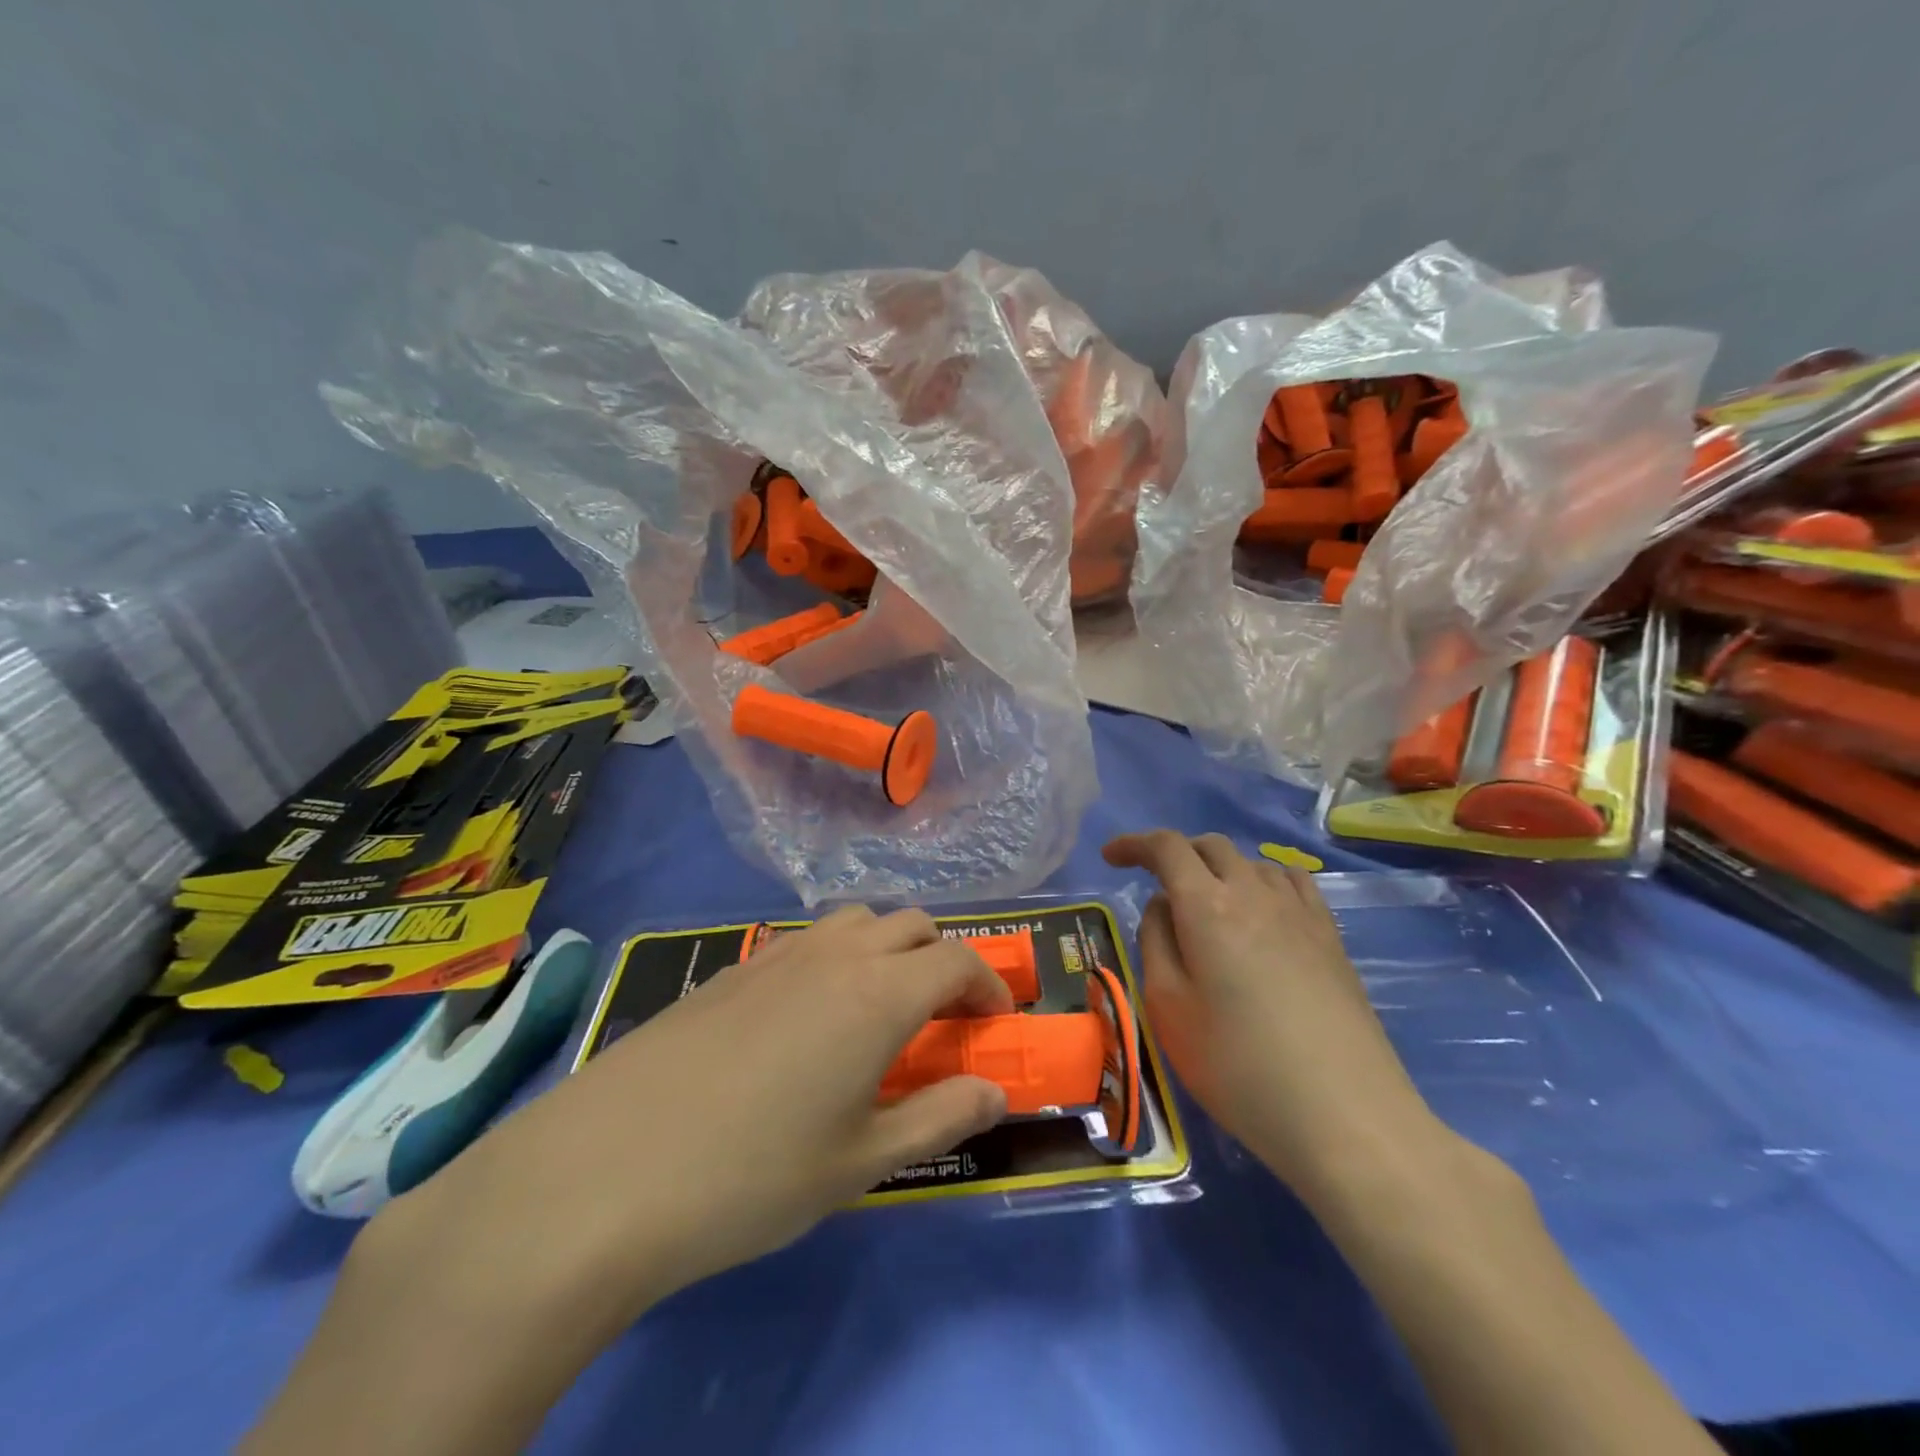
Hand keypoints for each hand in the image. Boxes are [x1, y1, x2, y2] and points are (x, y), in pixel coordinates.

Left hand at [370, 906, 1011, 1333]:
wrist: (604, 1172)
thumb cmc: (751, 1176)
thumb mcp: (861, 1162)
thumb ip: (939, 1116)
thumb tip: (995, 1091)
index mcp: (878, 994)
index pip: (956, 960)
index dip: (988, 983)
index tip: (996, 1019)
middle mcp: (834, 955)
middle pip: (910, 923)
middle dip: (941, 957)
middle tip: (941, 1014)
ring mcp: (777, 954)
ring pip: (856, 921)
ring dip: (888, 948)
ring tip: (880, 1007)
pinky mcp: (732, 969)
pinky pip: (807, 940)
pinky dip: (837, 957)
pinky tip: (810, 1017)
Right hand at [1102, 831, 1444, 1205]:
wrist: (1345, 1117)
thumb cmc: (1238, 1067)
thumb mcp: (1168, 1008)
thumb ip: (1156, 943)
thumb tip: (1163, 906)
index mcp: (1206, 906)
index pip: (1166, 847)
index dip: (1134, 844)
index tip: (1111, 856)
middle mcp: (1254, 893)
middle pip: (1210, 846)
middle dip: (1175, 853)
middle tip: (1154, 883)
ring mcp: (1300, 912)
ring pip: (1251, 861)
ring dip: (1218, 868)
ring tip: (1206, 903)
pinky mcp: (1331, 937)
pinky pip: (1292, 881)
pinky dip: (1262, 880)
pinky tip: (1262, 909)